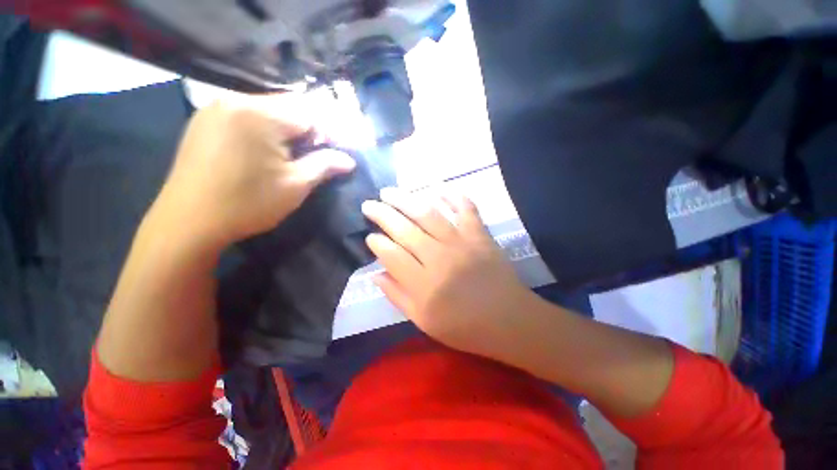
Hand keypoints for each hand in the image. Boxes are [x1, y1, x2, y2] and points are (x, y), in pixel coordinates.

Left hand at [152, 93, 355, 246]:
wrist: (188, 222)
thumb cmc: (248, 204)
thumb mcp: (295, 186)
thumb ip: (324, 166)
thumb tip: (349, 161)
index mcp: (259, 115)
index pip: (309, 114)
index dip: (330, 132)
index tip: (342, 150)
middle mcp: (235, 100)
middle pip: (288, 107)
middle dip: (310, 129)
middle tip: (323, 152)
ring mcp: (215, 108)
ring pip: (267, 109)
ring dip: (289, 128)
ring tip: (298, 152)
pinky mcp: (205, 121)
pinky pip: (246, 115)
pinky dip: (266, 128)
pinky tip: (269, 149)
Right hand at [361, 188, 535, 355]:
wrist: (509, 321)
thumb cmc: (465, 327)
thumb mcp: (424, 322)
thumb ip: (397, 296)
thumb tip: (375, 274)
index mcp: (424, 286)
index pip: (392, 255)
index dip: (377, 243)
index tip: (369, 236)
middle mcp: (439, 259)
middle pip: (405, 230)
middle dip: (382, 214)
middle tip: (369, 205)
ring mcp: (462, 243)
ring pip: (428, 214)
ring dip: (405, 200)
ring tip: (389, 192)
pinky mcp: (480, 235)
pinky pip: (466, 209)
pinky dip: (453, 196)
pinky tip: (438, 187)